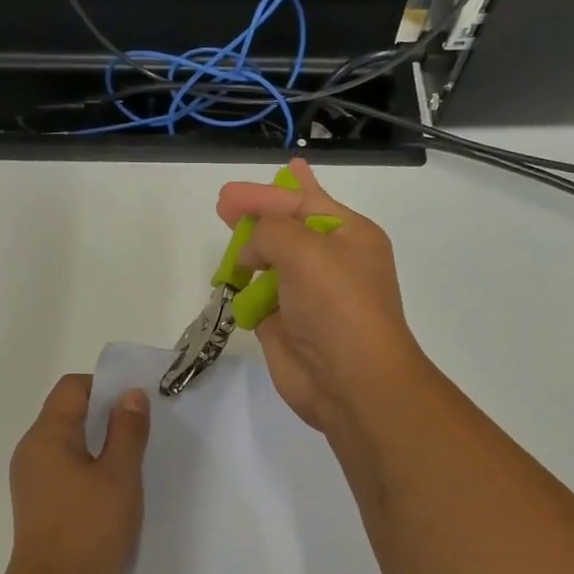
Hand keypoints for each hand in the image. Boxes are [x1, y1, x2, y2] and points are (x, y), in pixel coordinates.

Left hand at [6, 374, 150, 573]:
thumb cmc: (90, 530)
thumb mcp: (120, 475)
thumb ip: (127, 430)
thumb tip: (131, 395)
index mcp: (46, 436)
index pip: (73, 388)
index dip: (106, 387)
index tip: (137, 406)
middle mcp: (32, 450)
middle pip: (67, 412)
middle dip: (105, 415)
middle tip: (141, 431)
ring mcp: (32, 478)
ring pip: (67, 442)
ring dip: (99, 442)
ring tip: (132, 461)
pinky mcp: (39, 502)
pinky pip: (64, 467)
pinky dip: (89, 466)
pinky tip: (113, 488)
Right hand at [217, 158, 430, 433]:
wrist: (350, 381)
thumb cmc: (336, 305)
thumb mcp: (305, 250)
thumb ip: (269, 230)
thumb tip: (248, 250)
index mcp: (349, 236)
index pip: (304, 202)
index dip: (266, 194)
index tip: (229, 193)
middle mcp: (330, 263)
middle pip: (287, 229)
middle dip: (257, 216)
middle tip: (223, 204)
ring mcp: (306, 296)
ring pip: (270, 264)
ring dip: (248, 255)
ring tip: (226, 248)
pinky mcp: (285, 326)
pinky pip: (258, 299)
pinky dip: (244, 292)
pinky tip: (229, 283)